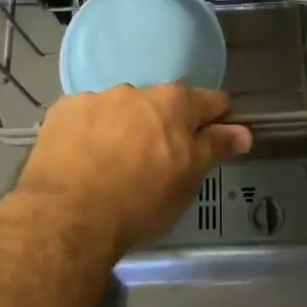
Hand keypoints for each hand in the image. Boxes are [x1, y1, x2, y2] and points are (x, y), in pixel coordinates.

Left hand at [20, 84, 251, 254]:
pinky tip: (81, 160)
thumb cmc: (140, 201)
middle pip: (161, 104)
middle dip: (163, 125)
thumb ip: (215, 147)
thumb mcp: (188, 179)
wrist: (68, 217)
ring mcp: (97, 98)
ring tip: (112, 165)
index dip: (216, 119)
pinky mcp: (62, 111)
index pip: (211, 101)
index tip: (213, 139)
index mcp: (175, 103)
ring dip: (124, 127)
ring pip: (120, 109)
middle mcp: (137, 90)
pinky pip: (84, 117)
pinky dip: (88, 133)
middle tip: (155, 162)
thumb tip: (243, 131)